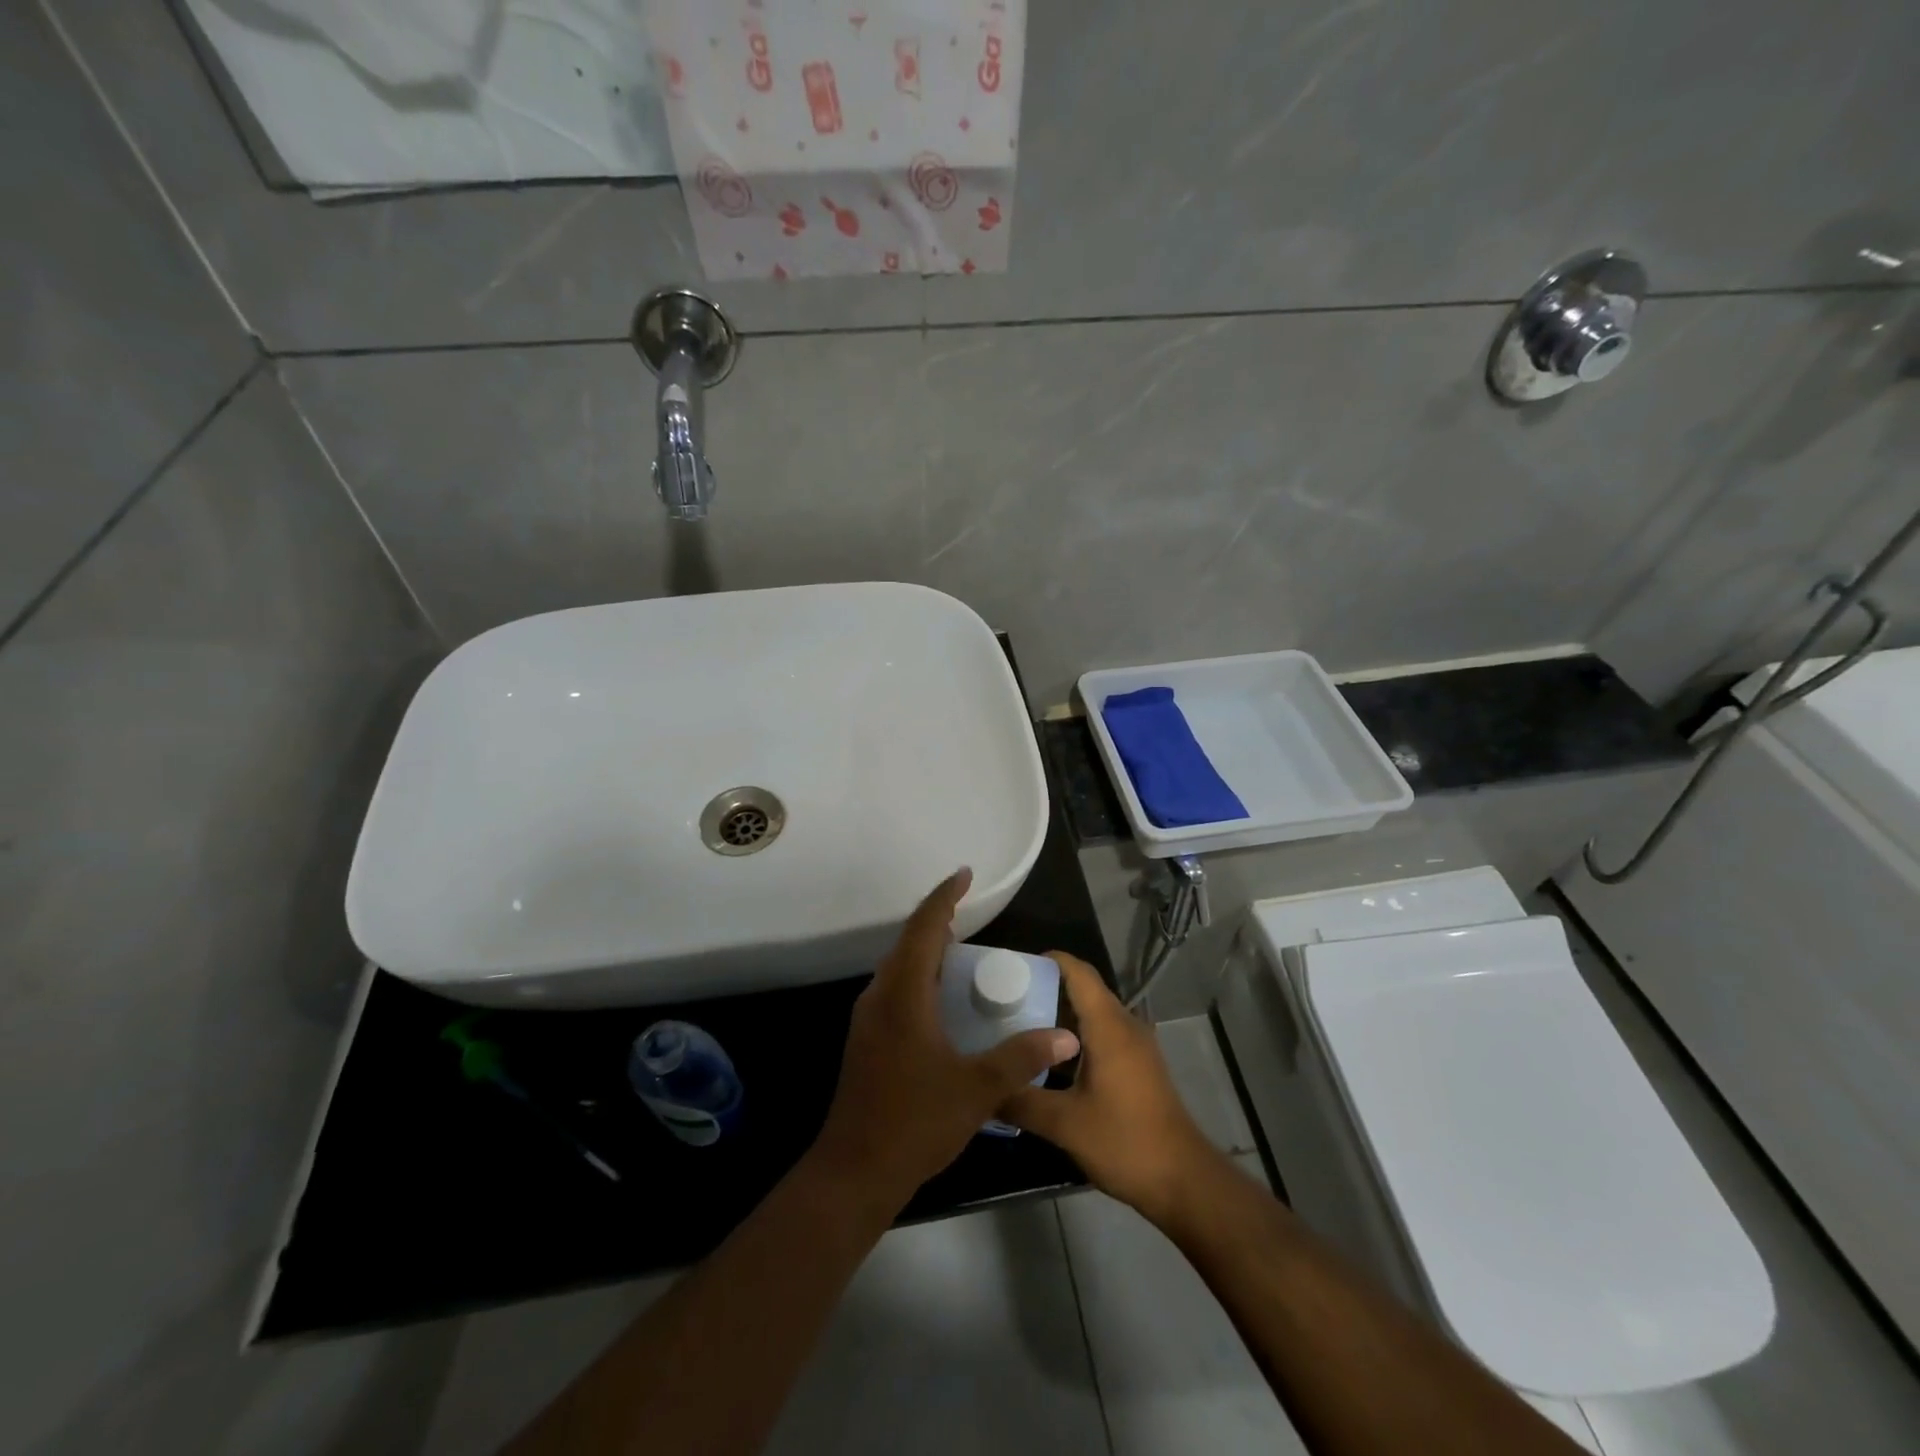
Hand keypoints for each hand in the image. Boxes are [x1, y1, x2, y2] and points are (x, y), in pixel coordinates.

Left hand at [811, 869, 1081, 1213]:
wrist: (854, 1171)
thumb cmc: (915, 1121)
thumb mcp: (978, 1089)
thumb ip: (1022, 1057)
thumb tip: (1067, 1036)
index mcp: (903, 995)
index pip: (924, 928)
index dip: (944, 898)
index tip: (964, 875)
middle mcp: (880, 997)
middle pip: (908, 943)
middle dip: (937, 921)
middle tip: (969, 913)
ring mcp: (868, 1020)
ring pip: (899, 968)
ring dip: (926, 951)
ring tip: (960, 950)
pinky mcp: (866, 1041)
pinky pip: (895, 990)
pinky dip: (919, 978)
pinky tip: (941, 1001)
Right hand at [1002, 952, 1220, 1222]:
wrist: (1183, 1181)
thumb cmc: (1124, 1141)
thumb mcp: (1064, 1124)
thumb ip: (1021, 1101)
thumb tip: (982, 1088)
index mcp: (1108, 1026)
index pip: (1079, 973)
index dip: (1049, 960)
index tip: (1014, 966)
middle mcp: (1125, 1026)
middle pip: (1084, 991)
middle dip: (1046, 990)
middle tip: (1005, 1001)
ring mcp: (1136, 1047)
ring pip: (1093, 1016)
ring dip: (1060, 1017)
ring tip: (1019, 1030)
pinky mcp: (1139, 1067)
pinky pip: (1103, 1036)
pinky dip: (1076, 1038)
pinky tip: (1049, 1064)